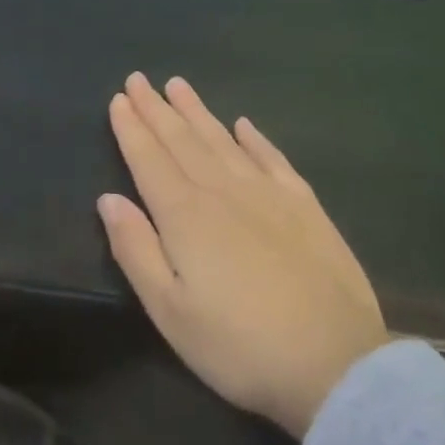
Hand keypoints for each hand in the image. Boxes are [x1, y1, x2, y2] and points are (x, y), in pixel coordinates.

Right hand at [97, 74, 388, 437]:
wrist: (336, 366)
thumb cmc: (239, 346)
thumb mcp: (170, 311)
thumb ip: (135, 250)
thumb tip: (108, 198)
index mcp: (185, 215)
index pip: (149, 159)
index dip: (132, 128)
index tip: (119, 98)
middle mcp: (223, 191)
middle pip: (182, 140)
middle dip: (156, 109)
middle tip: (139, 79)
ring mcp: (268, 194)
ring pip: (222, 140)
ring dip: (197, 111)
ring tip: (178, 85)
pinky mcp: (305, 207)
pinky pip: (273, 158)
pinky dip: (255, 138)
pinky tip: (243, 124)